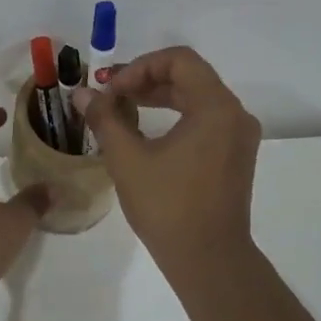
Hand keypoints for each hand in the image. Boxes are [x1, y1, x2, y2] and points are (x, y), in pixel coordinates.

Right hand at [75, 47, 260, 274]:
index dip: (140, 67)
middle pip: (189, 76)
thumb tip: (82, 94)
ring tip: (123, 111)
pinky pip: (205, 120)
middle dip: (146, 80)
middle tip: (111, 96)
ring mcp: (238, 137)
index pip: (179, 60)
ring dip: (159, 97)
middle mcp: (235, 114)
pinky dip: (175, 116)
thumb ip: (105, 119)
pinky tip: (147, 133)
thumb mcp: (128, 159)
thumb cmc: (168, 206)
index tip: (112, 89)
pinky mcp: (234, 156)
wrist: (208, 260)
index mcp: (215, 107)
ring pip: (197, 98)